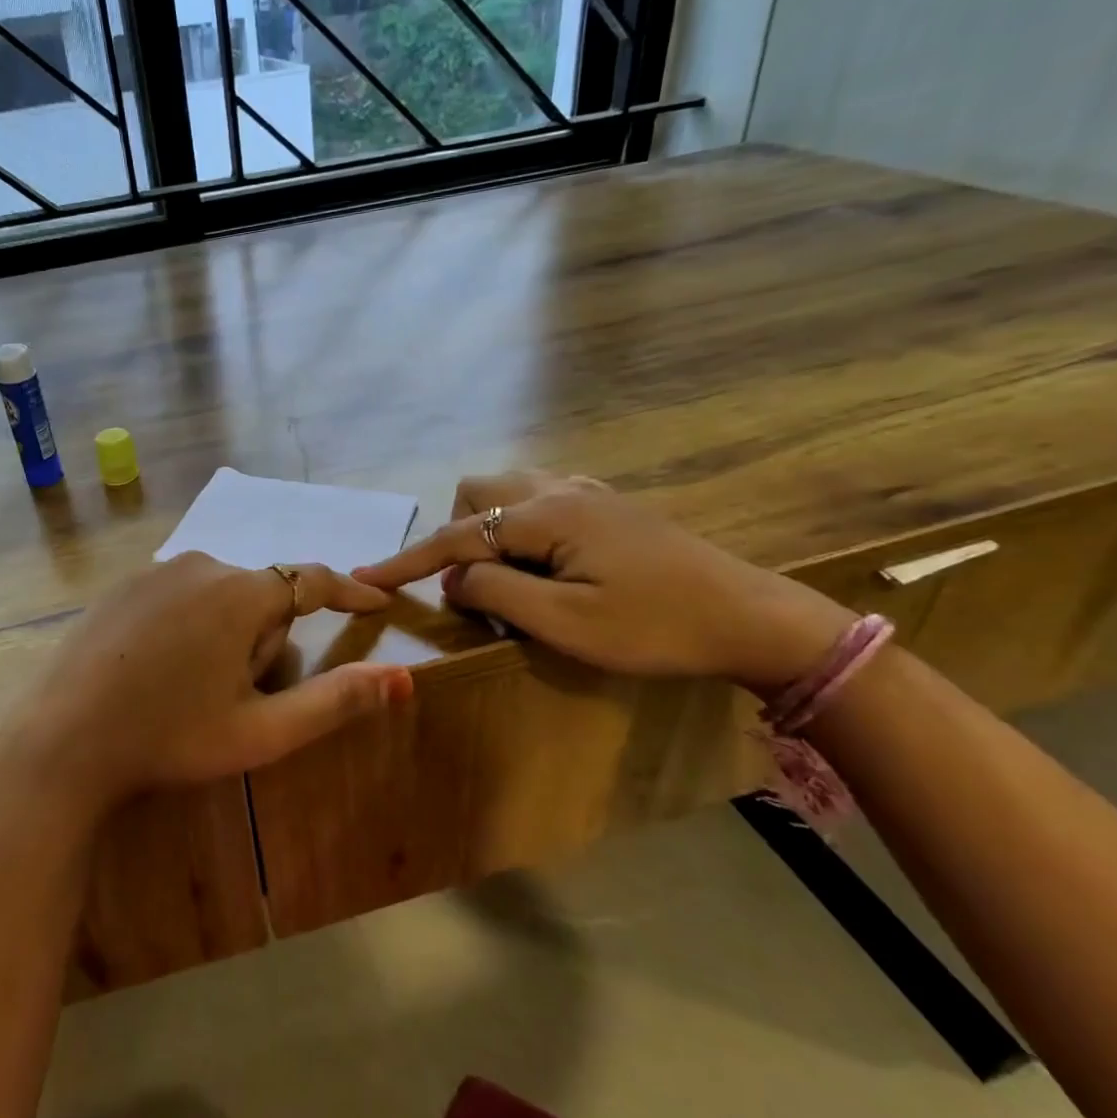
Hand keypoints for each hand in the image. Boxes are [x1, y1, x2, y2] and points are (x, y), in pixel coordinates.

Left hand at [0, 552, 411, 813]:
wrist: (63, 741)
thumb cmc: (170, 738)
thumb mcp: (261, 731)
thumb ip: (336, 701)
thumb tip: (403, 679)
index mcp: (239, 594)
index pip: (312, 581)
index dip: (348, 593)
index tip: (375, 603)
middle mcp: (200, 565)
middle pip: (261, 597)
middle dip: (265, 639)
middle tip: (234, 696)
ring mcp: (154, 572)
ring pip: (219, 596)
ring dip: (226, 633)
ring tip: (192, 688)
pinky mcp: (122, 586)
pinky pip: (179, 596)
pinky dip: (187, 625)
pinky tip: (157, 670)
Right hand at [353, 472, 852, 691]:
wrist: (750, 617)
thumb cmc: (655, 628)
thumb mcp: (566, 623)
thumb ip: (496, 592)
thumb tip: (455, 576)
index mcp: (545, 515)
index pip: (456, 535)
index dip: (408, 559)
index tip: (367, 577)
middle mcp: (558, 489)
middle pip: (476, 492)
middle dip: (459, 535)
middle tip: (480, 586)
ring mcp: (586, 492)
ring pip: (506, 490)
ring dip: (488, 529)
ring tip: (511, 578)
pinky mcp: (606, 505)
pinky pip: (537, 498)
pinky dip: (518, 526)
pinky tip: (546, 562)